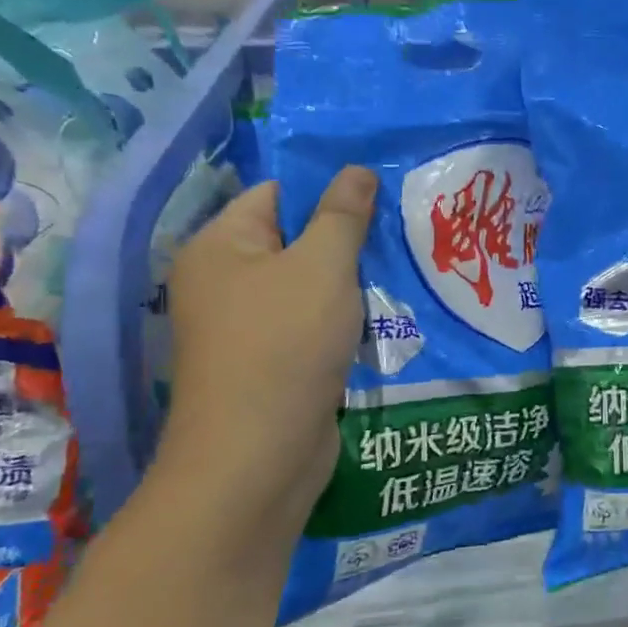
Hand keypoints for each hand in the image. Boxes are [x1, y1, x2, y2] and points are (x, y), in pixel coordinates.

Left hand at [159, 170, 375, 519]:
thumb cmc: (285, 346)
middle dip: (350, 239)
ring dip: (354, 283)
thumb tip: (357, 169)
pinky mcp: (275, 363)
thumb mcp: (322, 268)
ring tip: (407, 270)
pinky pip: (315, 325)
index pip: (277, 195)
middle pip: (297, 241)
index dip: (329, 189)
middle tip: (406, 231)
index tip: (384, 193)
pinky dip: (347, 320)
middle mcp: (226, 282)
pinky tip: (389, 315)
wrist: (259, 457)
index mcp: (220, 247)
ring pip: (311, 287)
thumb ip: (342, 216)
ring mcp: (249, 327)